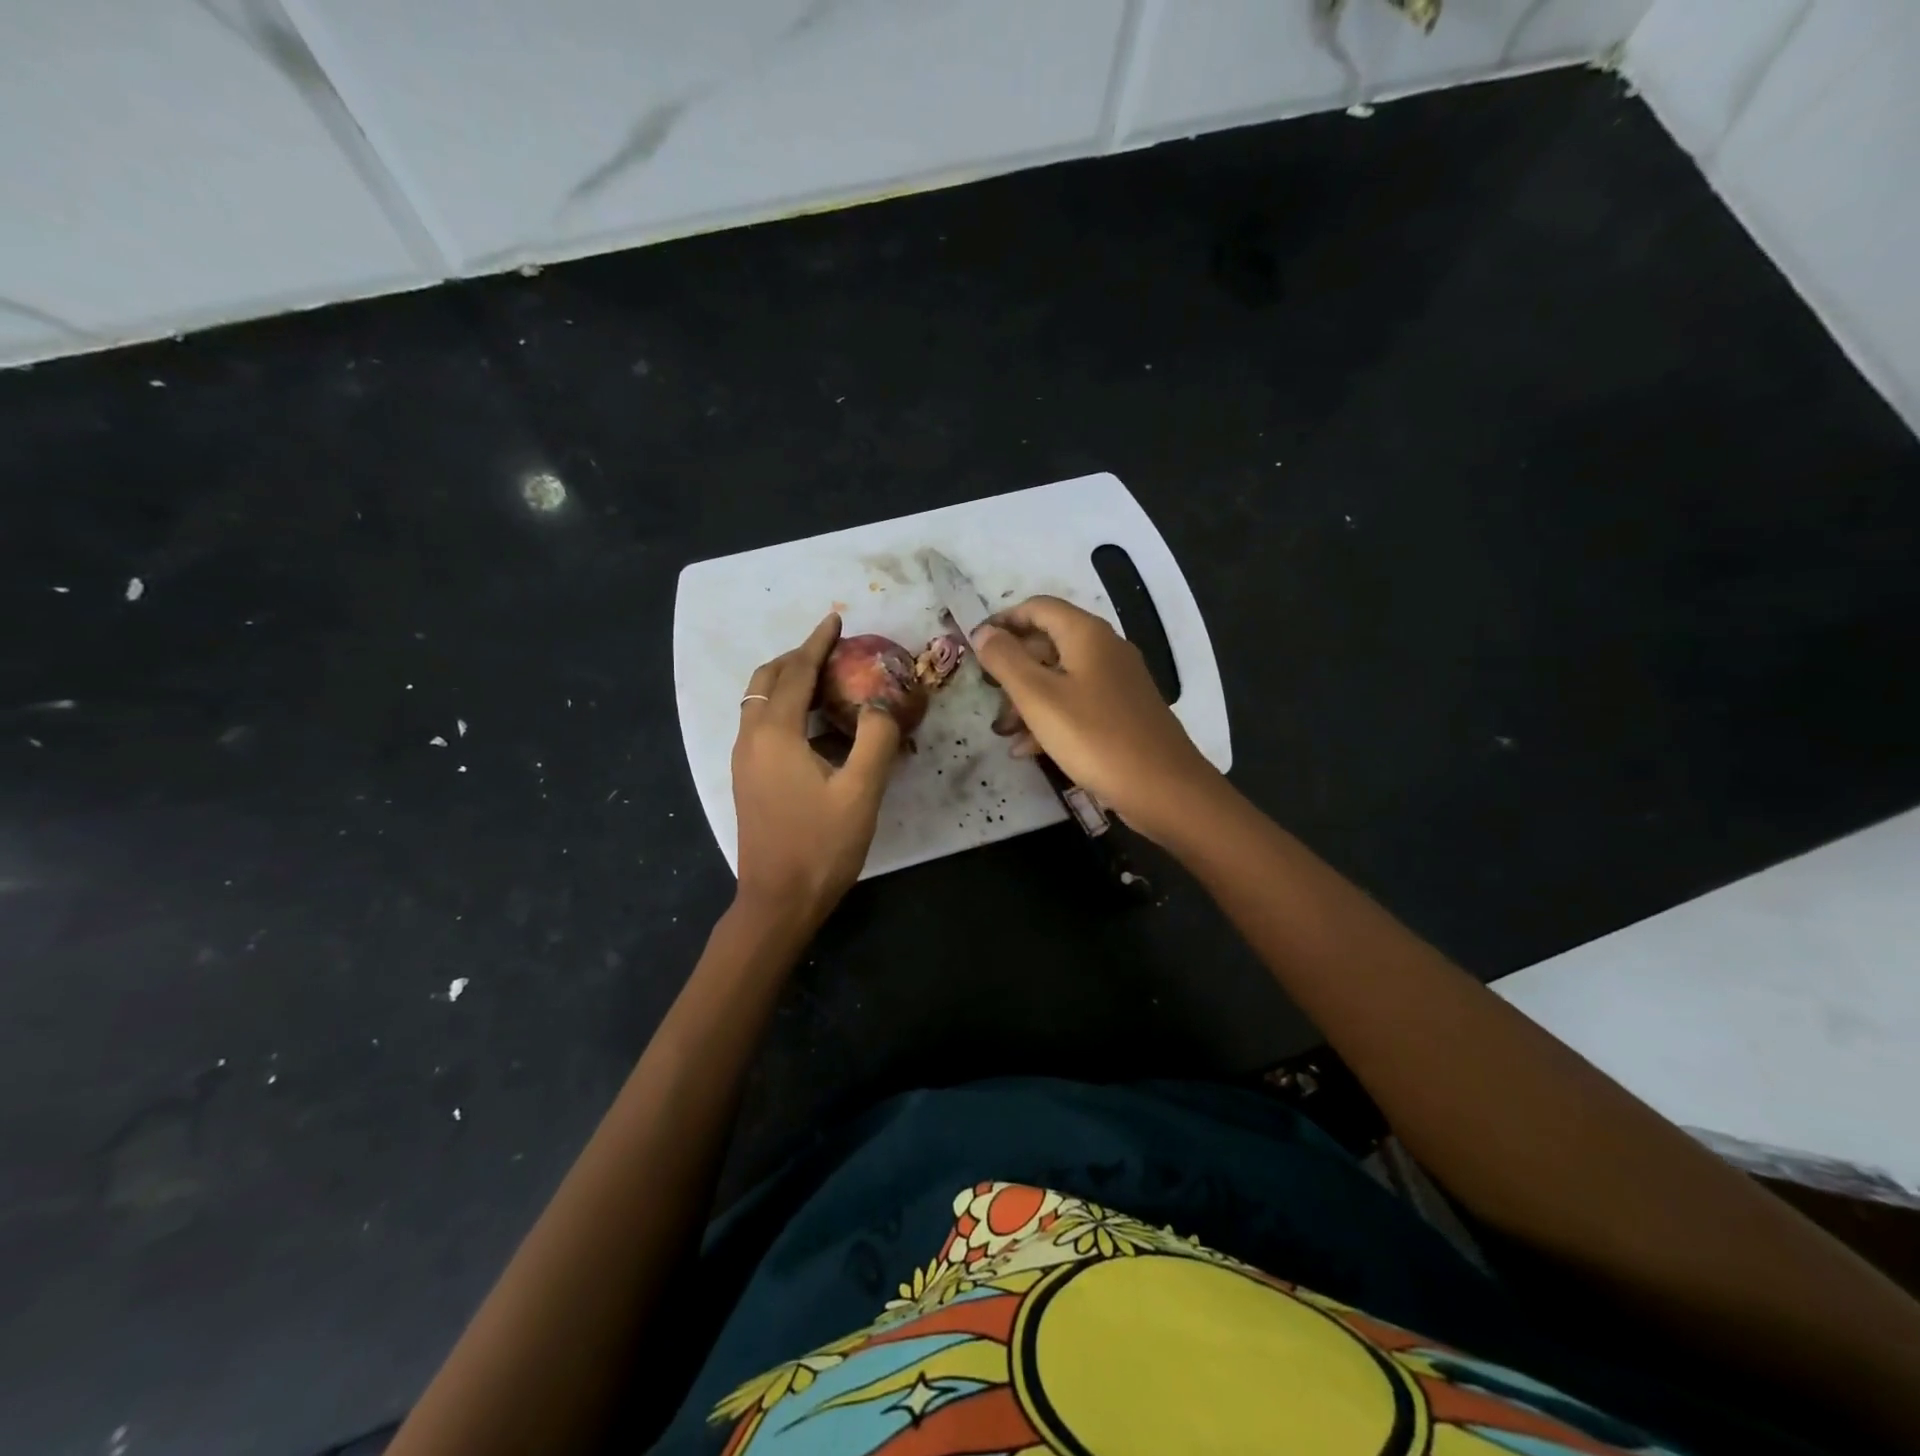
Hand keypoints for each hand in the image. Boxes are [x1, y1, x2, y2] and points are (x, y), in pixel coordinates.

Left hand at [732, 614, 900, 928]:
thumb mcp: (861, 792)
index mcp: (774, 734)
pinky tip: (819, 728)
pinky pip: (764, 727)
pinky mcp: (749, 779)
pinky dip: (787, 711)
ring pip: (761, 703)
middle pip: (767, 681)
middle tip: (833, 649)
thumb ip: (876, 739)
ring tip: (828, 680)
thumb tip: (882, 704)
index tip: (835, 619)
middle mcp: (751, 739)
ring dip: (790, 683)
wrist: (778, 900)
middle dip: (798, 658)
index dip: (816, 643)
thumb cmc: (821, 846)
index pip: (794, 673)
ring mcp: (745, 761)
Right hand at [971, 596, 1219, 841]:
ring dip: (1027, 699)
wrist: (1164, 788)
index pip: (1037, 607)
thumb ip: (1006, 661)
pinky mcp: (1122, 713)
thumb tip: (983, 632)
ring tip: (1003, 731)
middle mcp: (1105, 650)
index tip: (974, 646)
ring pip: (1061, 678)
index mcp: (1086, 635)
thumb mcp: (1039, 698)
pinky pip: (1077, 704)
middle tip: (986, 694)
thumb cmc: (1095, 737)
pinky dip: (1051, 718)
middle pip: (1048, 642)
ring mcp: (1117, 682)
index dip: (1003, 621)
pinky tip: (1028, 749)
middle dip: (1013, 667)